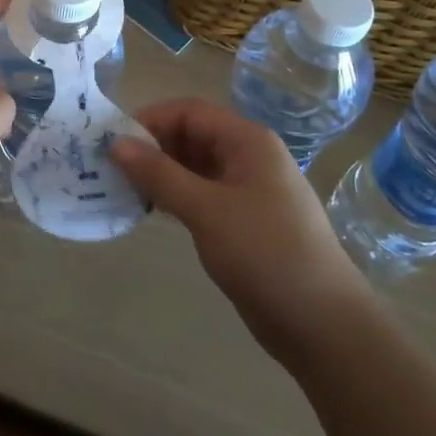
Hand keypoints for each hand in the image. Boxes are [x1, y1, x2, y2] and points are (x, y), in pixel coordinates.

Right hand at [111, 99, 373, 365]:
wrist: (323, 323)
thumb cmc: (265, 253)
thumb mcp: (206, 210)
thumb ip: (159, 174)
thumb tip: (115, 143)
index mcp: (248, 141)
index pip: (190, 111)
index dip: (150, 120)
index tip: (113, 142)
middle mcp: (249, 157)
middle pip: (192, 135)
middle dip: (152, 147)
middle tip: (112, 168)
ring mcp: (248, 190)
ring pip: (195, 166)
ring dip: (161, 174)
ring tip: (123, 189)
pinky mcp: (244, 220)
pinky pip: (203, 194)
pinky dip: (176, 196)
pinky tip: (151, 211)